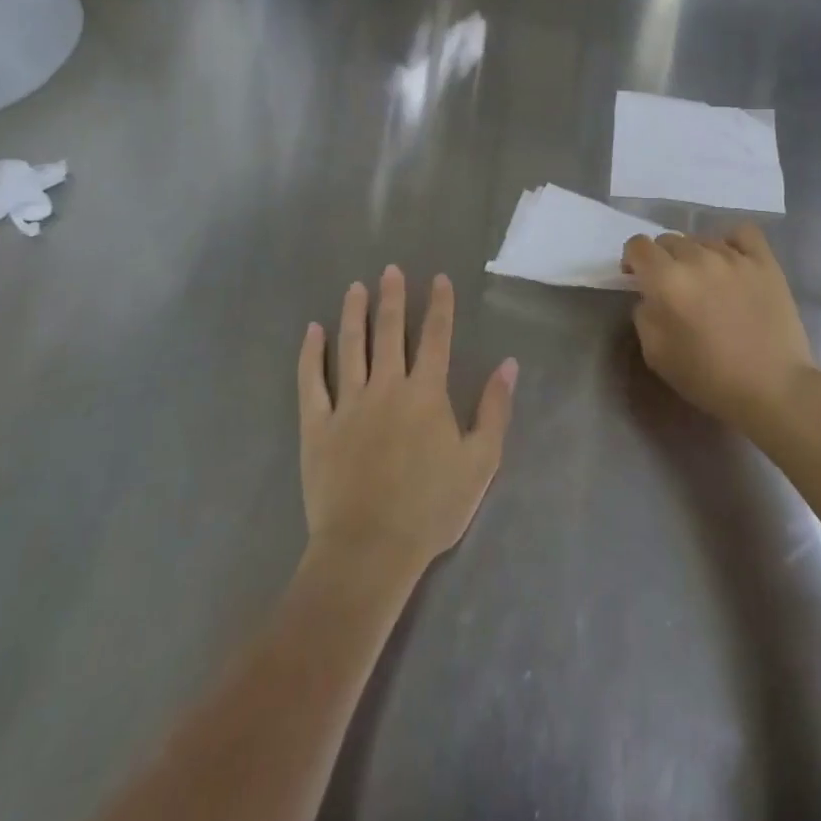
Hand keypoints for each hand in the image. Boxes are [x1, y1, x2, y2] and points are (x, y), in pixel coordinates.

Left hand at [298, 268, 516, 588]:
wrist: (370, 550)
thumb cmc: (431, 508)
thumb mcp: (480, 461)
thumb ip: (494, 409)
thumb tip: (508, 363)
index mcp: (426, 393)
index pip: (436, 337)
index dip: (439, 305)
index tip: (438, 278)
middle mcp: (387, 386)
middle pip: (390, 332)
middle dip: (392, 298)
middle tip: (390, 270)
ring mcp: (348, 404)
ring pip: (351, 346)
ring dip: (354, 314)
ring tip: (355, 287)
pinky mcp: (317, 425)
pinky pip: (311, 381)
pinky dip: (311, 354)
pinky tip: (312, 331)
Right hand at [622, 224, 814, 430]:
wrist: (773, 389)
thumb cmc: (709, 378)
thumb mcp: (656, 354)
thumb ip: (644, 315)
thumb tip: (650, 297)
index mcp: (666, 280)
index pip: (638, 245)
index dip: (633, 261)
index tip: (638, 280)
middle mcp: (697, 258)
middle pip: (668, 240)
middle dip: (663, 260)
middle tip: (674, 288)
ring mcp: (734, 256)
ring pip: (701, 239)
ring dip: (695, 256)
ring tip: (707, 282)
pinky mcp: (764, 261)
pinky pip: (742, 233)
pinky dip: (731, 242)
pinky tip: (732, 261)